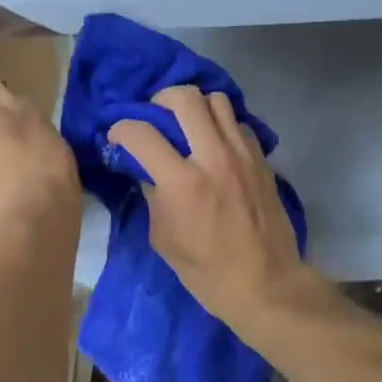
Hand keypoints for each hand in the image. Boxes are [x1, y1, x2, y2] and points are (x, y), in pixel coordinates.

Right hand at [109, 86, 309, 330]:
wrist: (264, 283)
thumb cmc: (206, 271)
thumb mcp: (163, 237)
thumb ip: (152, 194)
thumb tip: (144, 167)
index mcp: (182, 183)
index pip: (142, 133)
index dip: (121, 128)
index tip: (117, 135)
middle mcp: (213, 157)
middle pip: (184, 98)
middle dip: (160, 99)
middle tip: (154, 116)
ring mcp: (242, 153)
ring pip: (216, 100)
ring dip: (195, 105)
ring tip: (186, 123)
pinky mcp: (261, 157)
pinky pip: (238, 121)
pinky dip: (221, 123)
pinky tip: (215, 142)